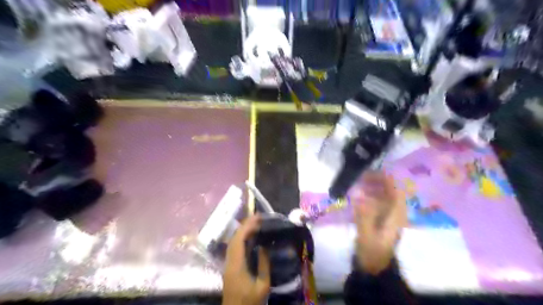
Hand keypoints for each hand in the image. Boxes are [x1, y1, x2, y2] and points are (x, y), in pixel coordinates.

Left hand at [221, 215, 269, 303]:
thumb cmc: (250, 303)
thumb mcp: (262, 286)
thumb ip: (263, 265)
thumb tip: (264, 246)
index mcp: (237, 266)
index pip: (239, 240)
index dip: (247, 227)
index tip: (257, 218)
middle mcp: (229, 262)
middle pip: (234, 239)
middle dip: (244, 225)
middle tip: (257, 217)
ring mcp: (227, 265)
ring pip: (232, 242)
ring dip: (242, 230)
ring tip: (254, 223)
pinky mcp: (229, 267)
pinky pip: (233, 248)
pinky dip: (240, 238)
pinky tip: (248, 236)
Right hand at [354, 171, 404, 275]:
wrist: (373, 268)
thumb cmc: (372, 252)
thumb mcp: (367, 235)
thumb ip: (364, 215)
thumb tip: (359, 194)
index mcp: (396, 217)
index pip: (397, 192)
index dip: (387, 180)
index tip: (373, 172)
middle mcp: (395, 214)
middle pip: (390, 192)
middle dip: (378, 181)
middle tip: (361, 176)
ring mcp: (388, 217)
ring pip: (383, 196)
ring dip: (373, 187)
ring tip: (358, 182)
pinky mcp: (380, 219)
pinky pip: (377, 202)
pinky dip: (369, 195)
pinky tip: (358, 194)